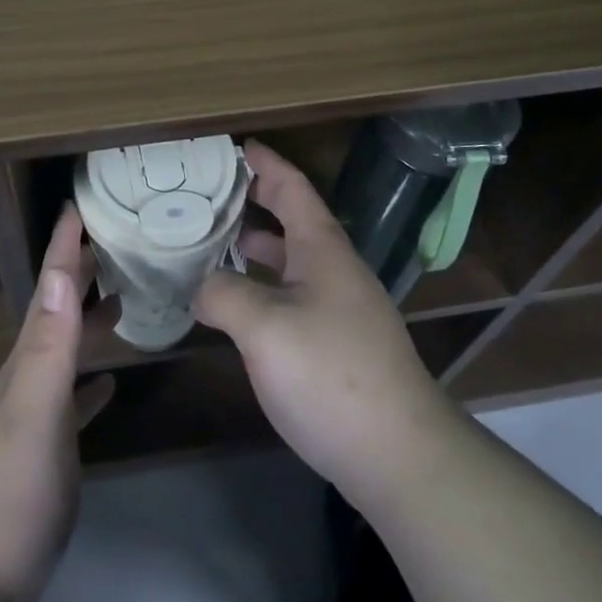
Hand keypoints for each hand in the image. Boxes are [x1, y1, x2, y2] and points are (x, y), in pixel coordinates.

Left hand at [0, 205, 113, 601]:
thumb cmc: (9, 486)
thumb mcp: (34, 409)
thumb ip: (50, 345)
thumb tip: (60, 275)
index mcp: (29, 357)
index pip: (49, 287)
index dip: (64, 245)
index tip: (80, 205)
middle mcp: (31, 373)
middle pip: (59, 308)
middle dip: (80, 269)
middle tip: (113, 237)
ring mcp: (38, 411)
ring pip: (67, 347)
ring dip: (88, 317)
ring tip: (121, 294)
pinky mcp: (50, 447)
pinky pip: (75, 398)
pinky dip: (92, 380)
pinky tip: (111, 379)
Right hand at [194, 139, 458, 508]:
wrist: (399, 454)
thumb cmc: (330, 374)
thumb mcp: (264, 328)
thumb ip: (224, 294)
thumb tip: (202, 286)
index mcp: (322, 248)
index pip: (292, 186)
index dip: (265, 163)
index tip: (236, 146)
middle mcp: (334, 269)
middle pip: (293, 218)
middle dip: (256, 201)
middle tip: (211, 194)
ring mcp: (340, 308)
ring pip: (292, 260)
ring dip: (257, 246)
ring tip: (214, 244)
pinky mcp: (339, 344)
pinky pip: (293, 294)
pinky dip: (264, 285)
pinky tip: (239, 306)